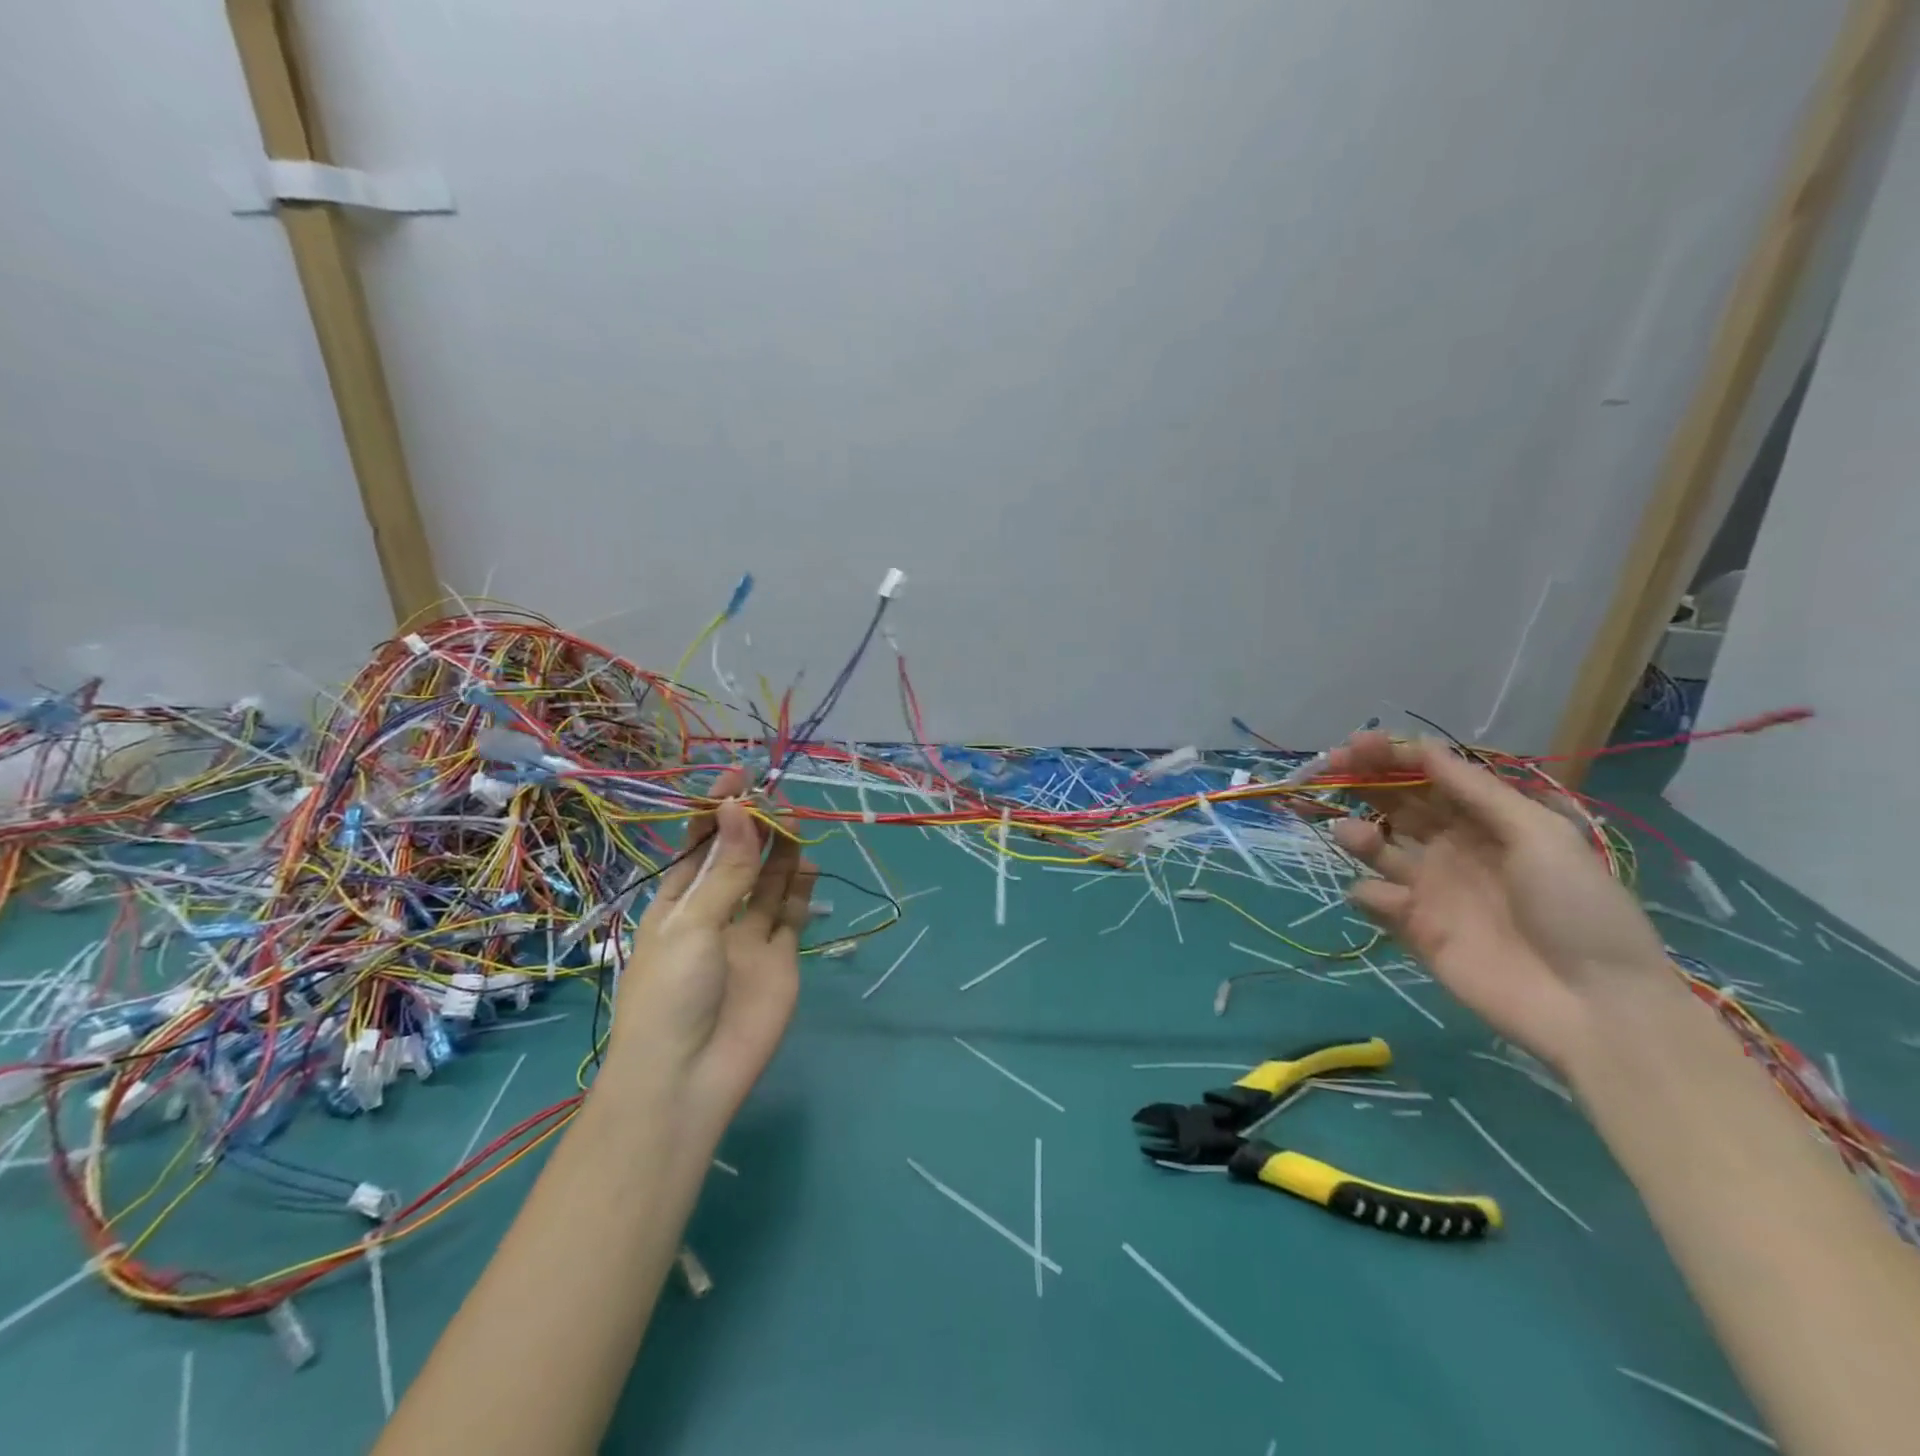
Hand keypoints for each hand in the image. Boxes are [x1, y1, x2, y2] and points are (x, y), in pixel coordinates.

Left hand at [610, 767, 816, 1122]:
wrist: (688, 1080)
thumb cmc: (670, 995)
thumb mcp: (692, 925)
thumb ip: (726, 870)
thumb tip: (739, 808)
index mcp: (677, 904)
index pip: (699, 846)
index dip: (717, 812)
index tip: (739, 778)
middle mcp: (714, 914)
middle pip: (739, 860)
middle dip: (756, 829)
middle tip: (777, 799)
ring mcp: (748, 938)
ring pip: (769, 884)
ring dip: (781, 853)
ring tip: (795, 823)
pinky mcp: (779, 960)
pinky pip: (792, 916)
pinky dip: (800, 892)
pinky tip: (807, 868)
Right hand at [1326, 732, 1673, 1072]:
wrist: (1593, 1005)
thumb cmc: (1576, 909)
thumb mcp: (1539, 835)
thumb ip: (1476, 791)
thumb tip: (1422, 747)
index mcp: (1486, 821)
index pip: (1429, 777)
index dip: (1392, 757)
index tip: (1356, 745)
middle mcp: (1452, 847)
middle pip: (1395, 805)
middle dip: (1361, 783)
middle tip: (1327, 769)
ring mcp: (1430, 888)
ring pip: (1376, 848)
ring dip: (1356, 834)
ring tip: (1352, 834)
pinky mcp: (1413, 928)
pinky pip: (1374, 900)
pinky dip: (1369, 893)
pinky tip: (1388, 901)